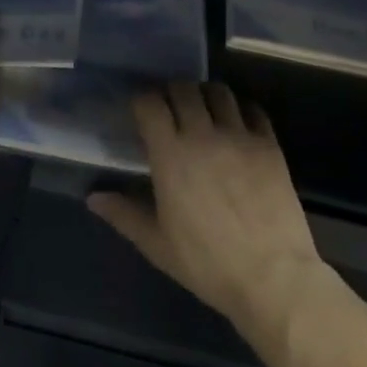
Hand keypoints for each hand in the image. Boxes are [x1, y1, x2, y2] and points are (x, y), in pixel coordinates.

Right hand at [89, 83, 324, 341]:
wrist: (273, 278)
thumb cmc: (208, 263)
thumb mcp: (158, 244)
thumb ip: (124, 214)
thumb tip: (93, 198)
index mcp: (171, 155)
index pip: (150, 103)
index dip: (142, 101)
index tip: (141, 112)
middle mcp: (203, 134)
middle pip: (183, 88)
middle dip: (172, 92)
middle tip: (170, 109)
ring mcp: (240, 136)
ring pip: (219, 92)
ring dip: (206, 95)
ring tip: (203, 111)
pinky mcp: (269, 145)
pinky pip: (253, 110)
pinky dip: (241, 110)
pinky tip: (236, 125)